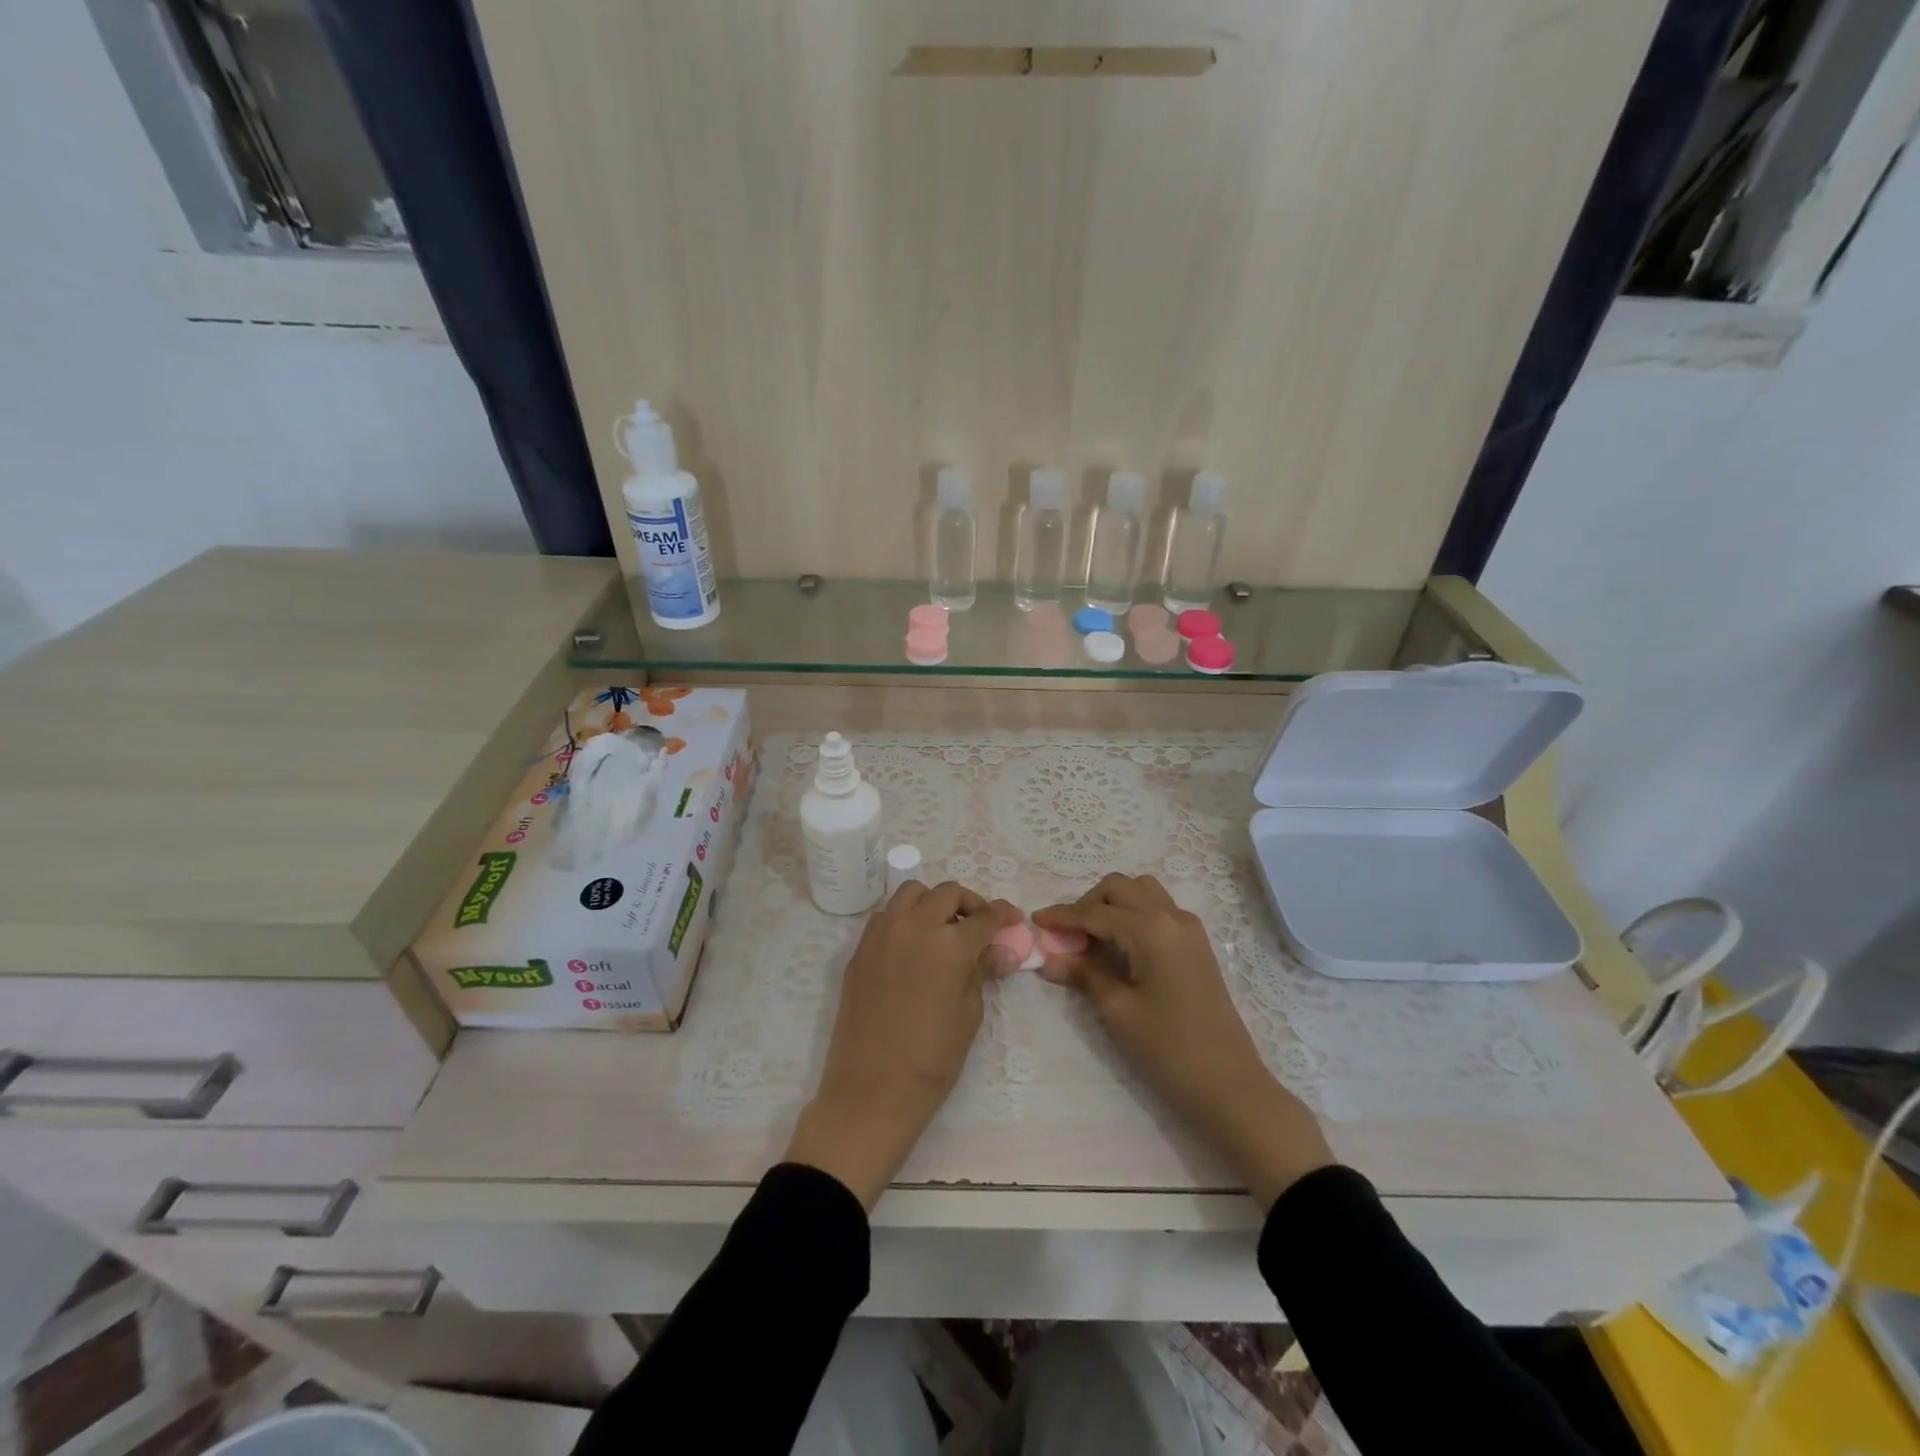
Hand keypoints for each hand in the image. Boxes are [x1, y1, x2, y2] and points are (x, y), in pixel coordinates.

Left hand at [786, 881, 1019, 1208]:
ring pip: (911, 893)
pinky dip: (905, 918)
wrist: (871, 1089)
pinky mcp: (860, 949)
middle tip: (978, 926)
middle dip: (969, 903)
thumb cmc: (931, 1060)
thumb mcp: (969, 1015)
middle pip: (947, 893)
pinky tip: (913, 947)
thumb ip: (982, 972)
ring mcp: (881, 934)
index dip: (1003, 914)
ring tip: (942, 929)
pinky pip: (886, 916)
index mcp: (949, 945)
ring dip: (932, 903)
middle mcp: (914, 927)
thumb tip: (1003, 952)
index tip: (1012, 919)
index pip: (985, 916)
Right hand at [1035, 874, 1333, 1208]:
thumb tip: (1049, 958)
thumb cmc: (1169, 1049)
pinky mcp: (1197, 944)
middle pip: (1120, 888)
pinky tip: (1120, 945)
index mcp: (1151, 929)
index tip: (1035, 920)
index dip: (1063, 916)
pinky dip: (1134, 914)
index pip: (1096, 912)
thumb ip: (1084, 975)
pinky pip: (1159, 909)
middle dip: (1088, 904)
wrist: (1230, 1085)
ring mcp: (1189, 928)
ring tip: (1092, 938)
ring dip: (1113, 904)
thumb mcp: (1118, 1011)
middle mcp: (1172, 916)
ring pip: (1142, 892)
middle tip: (1066, 935)